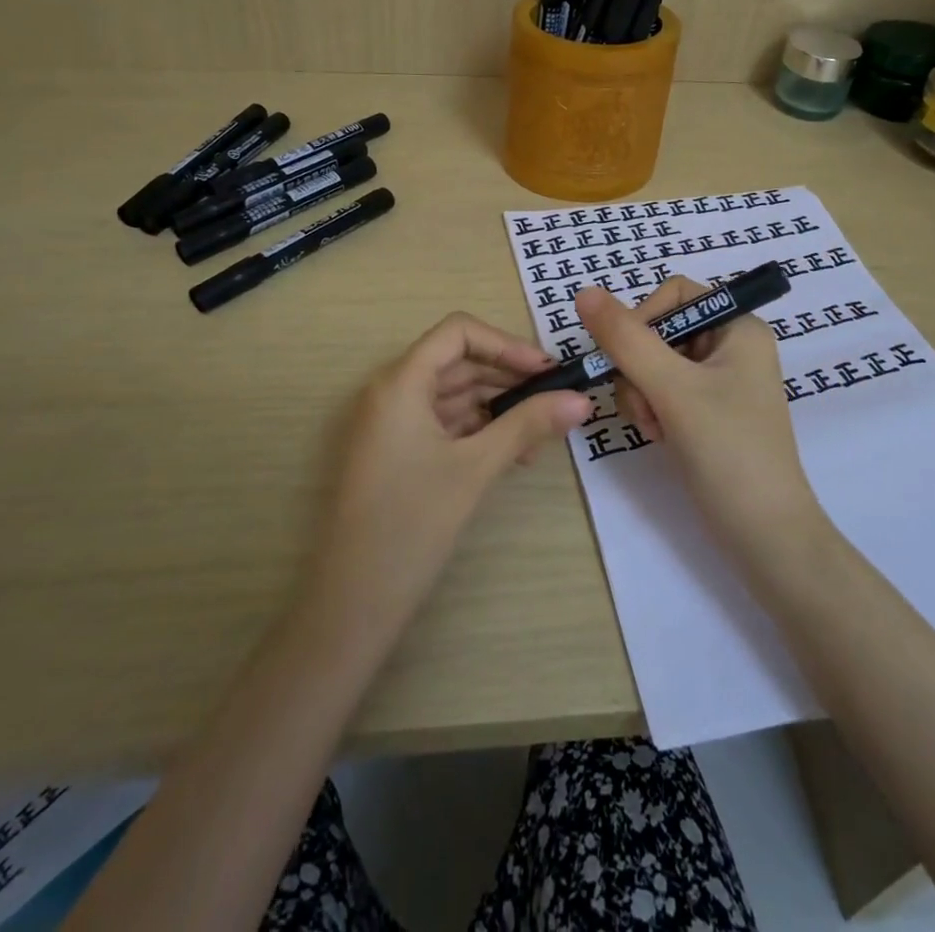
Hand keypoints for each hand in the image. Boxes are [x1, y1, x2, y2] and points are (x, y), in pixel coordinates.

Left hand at [309, 313, 589, 632]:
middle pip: (457, 362)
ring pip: (453, 395)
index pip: (458, 332)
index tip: (546, 371)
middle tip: (556, 399)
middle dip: (508, 377)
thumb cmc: (412, 523)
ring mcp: (391, 424)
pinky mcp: (396, 453)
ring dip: (497, 407)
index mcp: (401, 382)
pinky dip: (478, 430)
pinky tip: (513, 455)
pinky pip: (443, 424)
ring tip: (541, 432)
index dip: (505, 344)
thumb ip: (527, 425)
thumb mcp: (476, 468)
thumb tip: (581, 399)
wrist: (353, 603)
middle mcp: (391, 392)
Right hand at [577, 278, 823, 557]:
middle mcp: (731, 345)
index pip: (674, 294)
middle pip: (659, 329)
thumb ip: (626, 339)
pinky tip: (660, 436)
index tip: (627, 358)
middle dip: (639, 367)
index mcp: (739, 326)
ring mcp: (719, 380)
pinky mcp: (708, 410)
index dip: (643, 319)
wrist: (765, 537)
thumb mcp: (673, 390)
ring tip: (656, 428)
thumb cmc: (728, 452)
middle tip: (645, 406)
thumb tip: (584, 292)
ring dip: (641, 392)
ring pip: (653, 362)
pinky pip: (662, 390)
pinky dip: (651, 409)